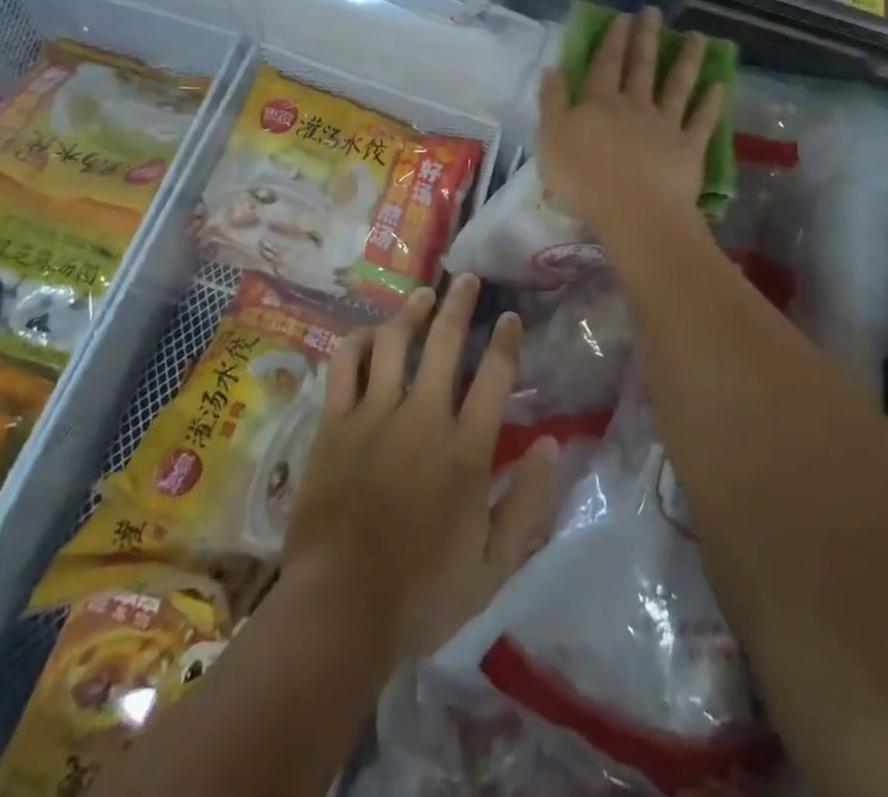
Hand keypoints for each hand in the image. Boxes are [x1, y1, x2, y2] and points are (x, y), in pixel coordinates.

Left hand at [281, 276, 560, 661]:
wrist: (340, 610)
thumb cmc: (423, 592)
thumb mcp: (494, 563)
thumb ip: (529, 502)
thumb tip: (553, 444)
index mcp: (465, 448)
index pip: (495, 375)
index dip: (506, 340)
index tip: (509, 317)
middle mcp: (423, 416)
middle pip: (444, 341)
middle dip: (460, 303)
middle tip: (467, 279)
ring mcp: (374, 415)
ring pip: (394, 342)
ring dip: (411, 311)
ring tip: (423, 294)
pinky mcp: (334, 423)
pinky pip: (344, 365)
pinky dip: (357, 342)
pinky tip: (368, 332)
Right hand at [537, 7, 725, 238]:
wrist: (634, 211)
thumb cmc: (583, 179)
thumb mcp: (550, 140)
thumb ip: (552, 103)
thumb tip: (552, 69)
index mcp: (599, 103)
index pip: (605, 65)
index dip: (613, 40)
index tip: (623, 17)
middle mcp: (634, 106)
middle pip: (641, 67)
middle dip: (646, 38)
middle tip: (654, 13)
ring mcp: (665, 125)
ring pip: (677, 86)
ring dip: (687, 60)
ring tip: (697, 38)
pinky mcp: (689, 147)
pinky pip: (702, 120)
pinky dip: (712, 103)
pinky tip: (720, 85)